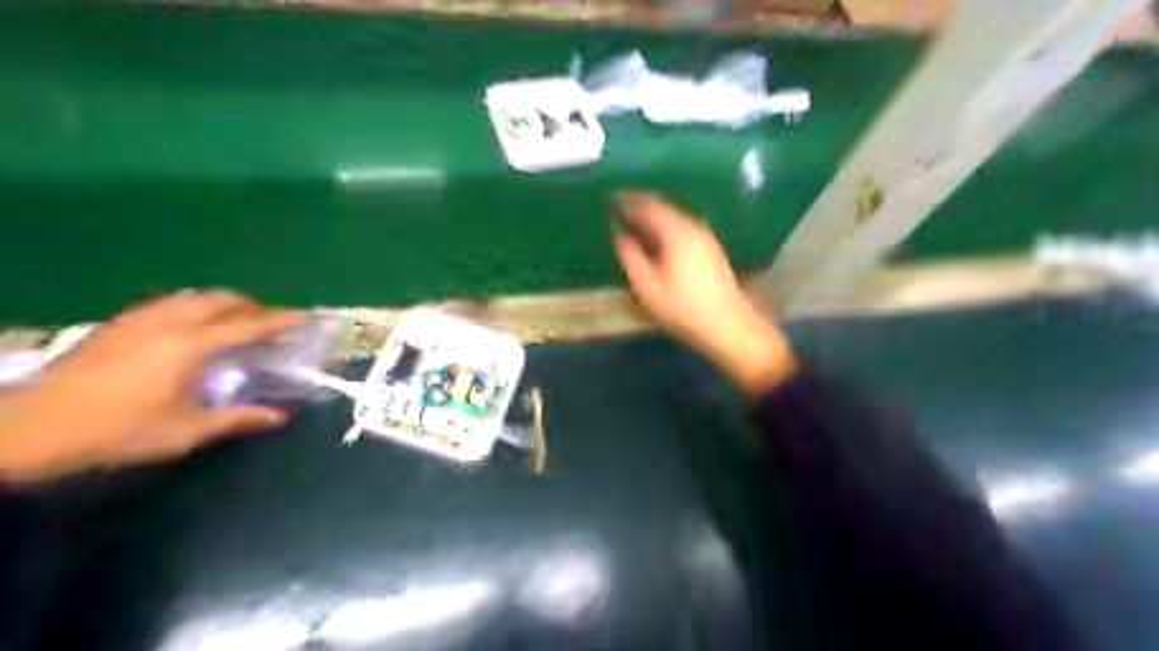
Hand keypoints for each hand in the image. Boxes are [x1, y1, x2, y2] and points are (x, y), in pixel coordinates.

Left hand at [0, 289, 302, 481]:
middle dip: (250, 305)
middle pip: (219, 300)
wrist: (31, 430)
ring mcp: (138, 321)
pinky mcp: (115, 326)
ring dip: (220, 304)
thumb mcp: (184, 432)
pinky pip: (166, 304)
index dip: (281, 320)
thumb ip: (236, 419)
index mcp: (190, 347)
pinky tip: (186, 327)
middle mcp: (167, 324)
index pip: (248, 326)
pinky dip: (191, 307)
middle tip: (267, 323)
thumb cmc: (117, 432)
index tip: (306, 317)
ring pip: (191, 298)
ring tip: (232, 322)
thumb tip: (279, 417)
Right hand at [614, 191, 798, 395]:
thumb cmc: (683, 307)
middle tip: (622, 207)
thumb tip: (620, 234)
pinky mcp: (712, 251)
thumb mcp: (647, 286)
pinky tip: (659, 241)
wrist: (728, 326)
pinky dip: (667, 229)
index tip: (611, 199)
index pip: (648, 206)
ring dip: (655, 218)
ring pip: (675, 219)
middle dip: (642, 206)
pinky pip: (683, 229)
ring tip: (636, 223)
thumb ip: (630, 256)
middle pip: (664, 208)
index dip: (628, 201)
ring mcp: (706, 239)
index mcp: (676, 231)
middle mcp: (694, 227)